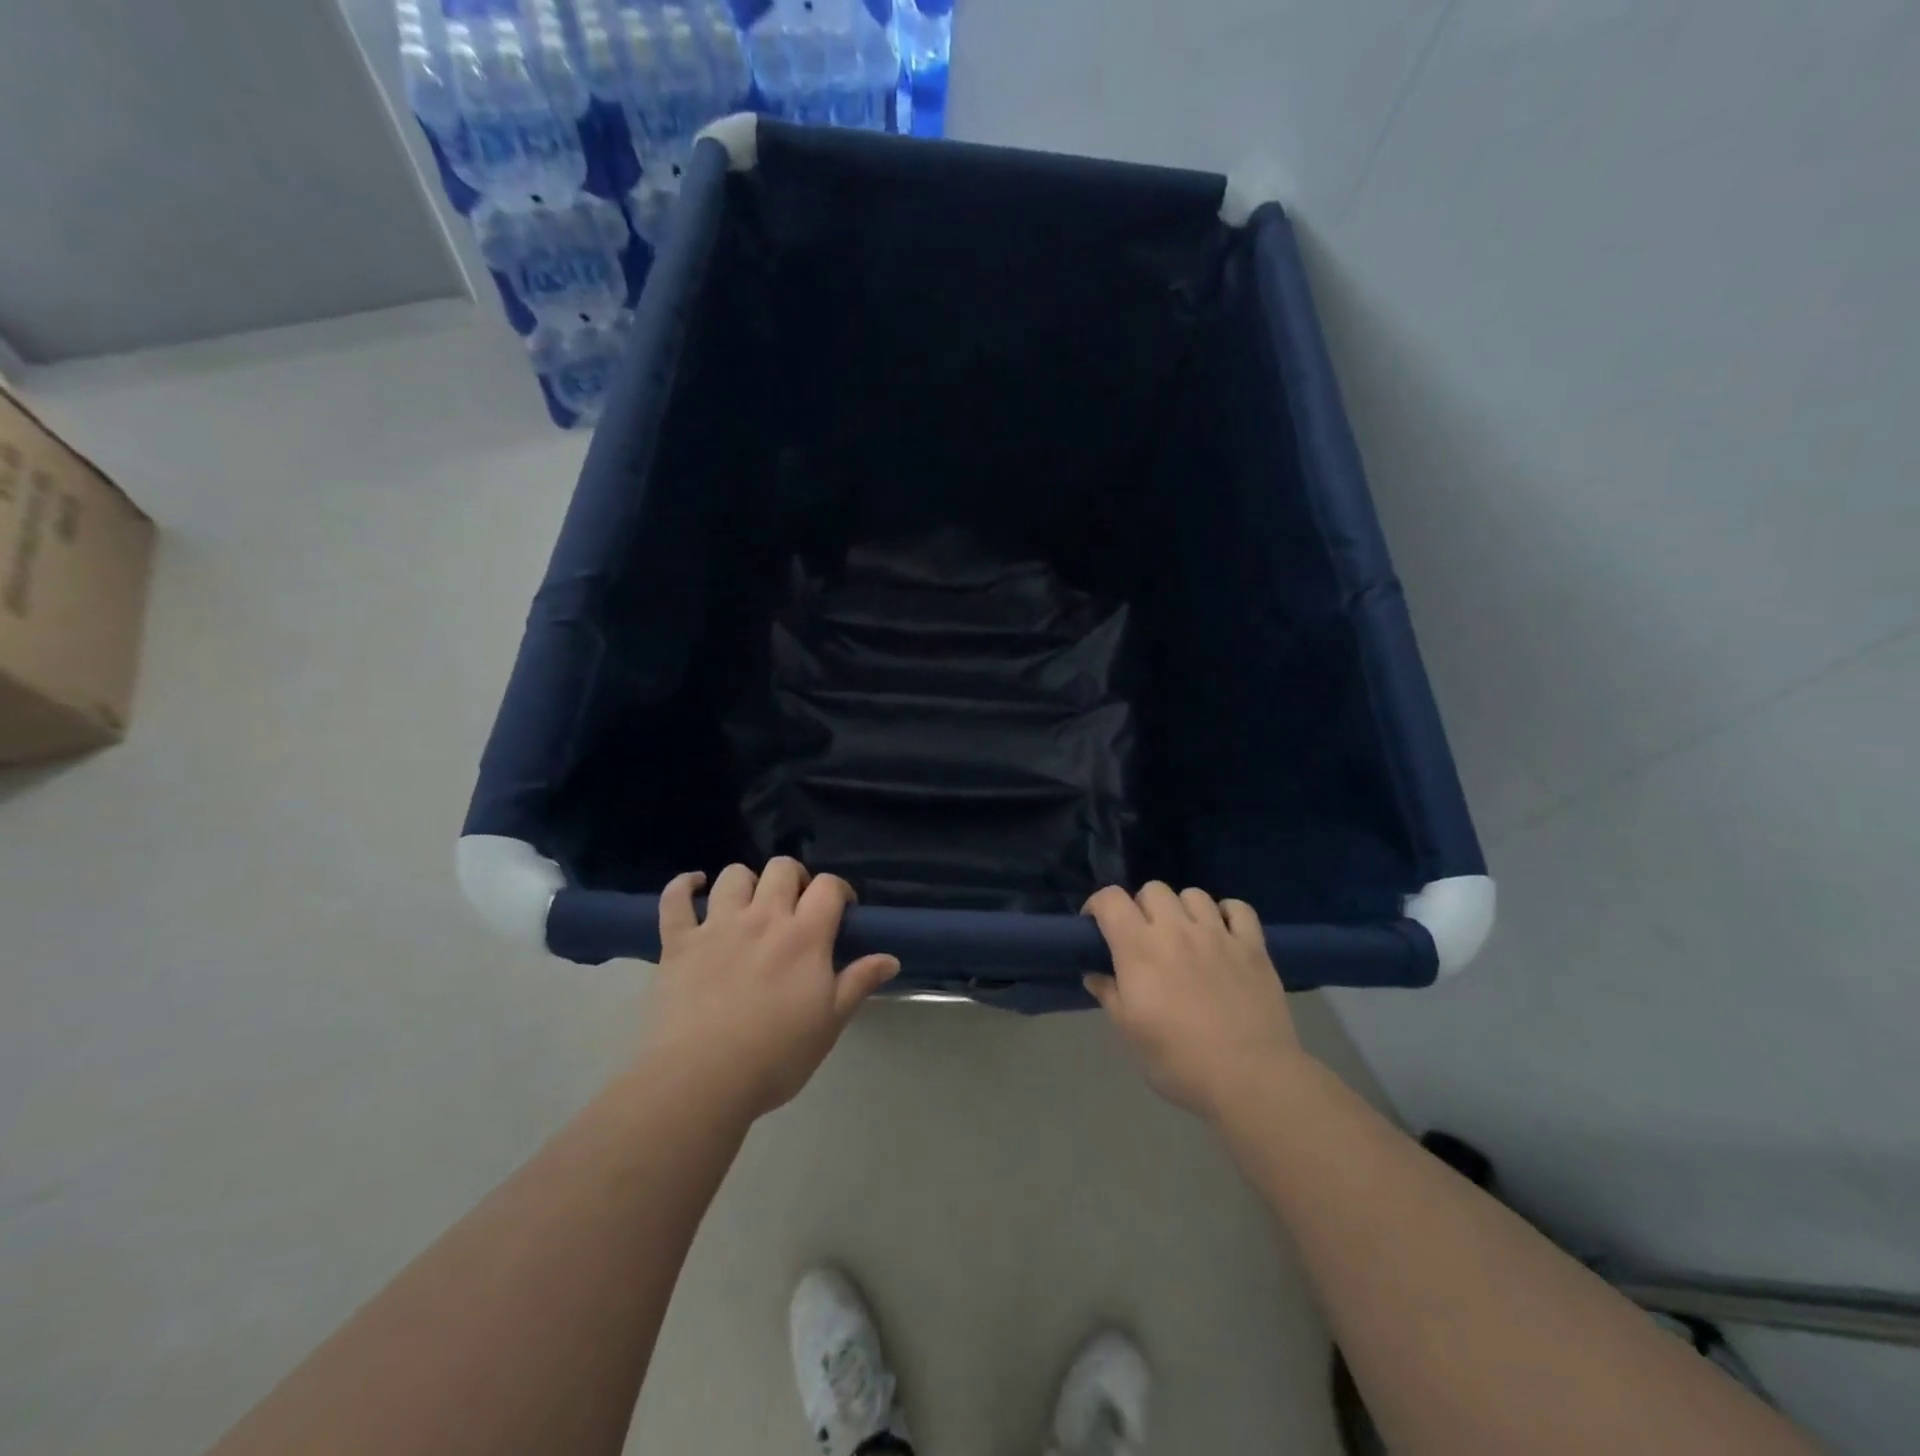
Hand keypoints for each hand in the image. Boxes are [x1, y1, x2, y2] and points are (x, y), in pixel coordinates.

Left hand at [641, 859, 899, 1119]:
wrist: (702, 1079)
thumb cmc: (776, 1055)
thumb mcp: (830, 1023)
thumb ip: (859, 983)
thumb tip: (890, 958)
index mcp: (804, 936)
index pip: (828, 886)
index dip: (839, 889)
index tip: (841, 908)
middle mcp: (763, 918)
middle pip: (782, 869)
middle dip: (794, 878)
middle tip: (796, 905)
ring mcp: (717, 926)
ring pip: (733, 876)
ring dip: (746, 881)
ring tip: (749, 903)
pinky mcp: (678, 943)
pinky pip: (674, 900)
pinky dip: (683, 886)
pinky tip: (693, 886)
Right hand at [1083, 883, 1306, 1120]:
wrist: (1250, 1080)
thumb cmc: (1180, 1062)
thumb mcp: (1130, 1034)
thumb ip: (1109, 995)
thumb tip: (1095, 973)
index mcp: (1139, 949)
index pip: (1110, 899)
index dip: (1098, 905)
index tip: (1097, 926)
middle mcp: (1176, 930)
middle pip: (1152, 890)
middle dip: (1142, 907)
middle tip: (1144, 938)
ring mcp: (1218, 934)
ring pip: (1193, 894)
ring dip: (1182, 909)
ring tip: (1185, 936)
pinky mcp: (1253, 946)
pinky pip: (1238, 908)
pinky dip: (1227, 913)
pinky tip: (1223, 933)